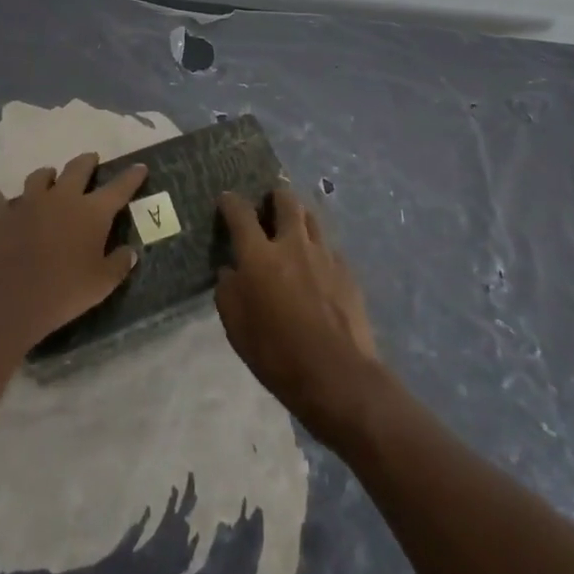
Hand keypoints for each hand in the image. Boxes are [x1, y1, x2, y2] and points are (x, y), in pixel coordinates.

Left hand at [0, 154, 148, 351]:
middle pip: (77, 168)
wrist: (13, 298)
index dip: (131, 176)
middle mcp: (63, 198)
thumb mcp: (102, 284)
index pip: (119, 188)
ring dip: (47, 174)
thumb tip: (130, 251)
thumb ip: (119, 264)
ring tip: (49, 176)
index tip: (140, 167)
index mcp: (92, 211)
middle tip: (92, 160)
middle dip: (87, 162)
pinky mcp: (4, 216)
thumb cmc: (65, 291)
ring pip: (40, 177)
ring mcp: (31, 203)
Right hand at [215, 185, 385, 443]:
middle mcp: (292, 244)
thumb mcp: (236, 327)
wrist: (339, 377)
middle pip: (285, 200)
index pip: (240, 212)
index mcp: (259, 255)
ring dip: (299, 217)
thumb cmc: (278, 354)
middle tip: (267, 207)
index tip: (226, 200)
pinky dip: (318, 250)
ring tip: (293, 229)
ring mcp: (324, 255)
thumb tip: (231, 270)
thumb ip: (228, 290)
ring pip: (311, 217)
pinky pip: (329, 247)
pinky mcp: (347, 271)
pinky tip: (317, 268)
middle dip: (274, 196)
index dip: (230, 202)